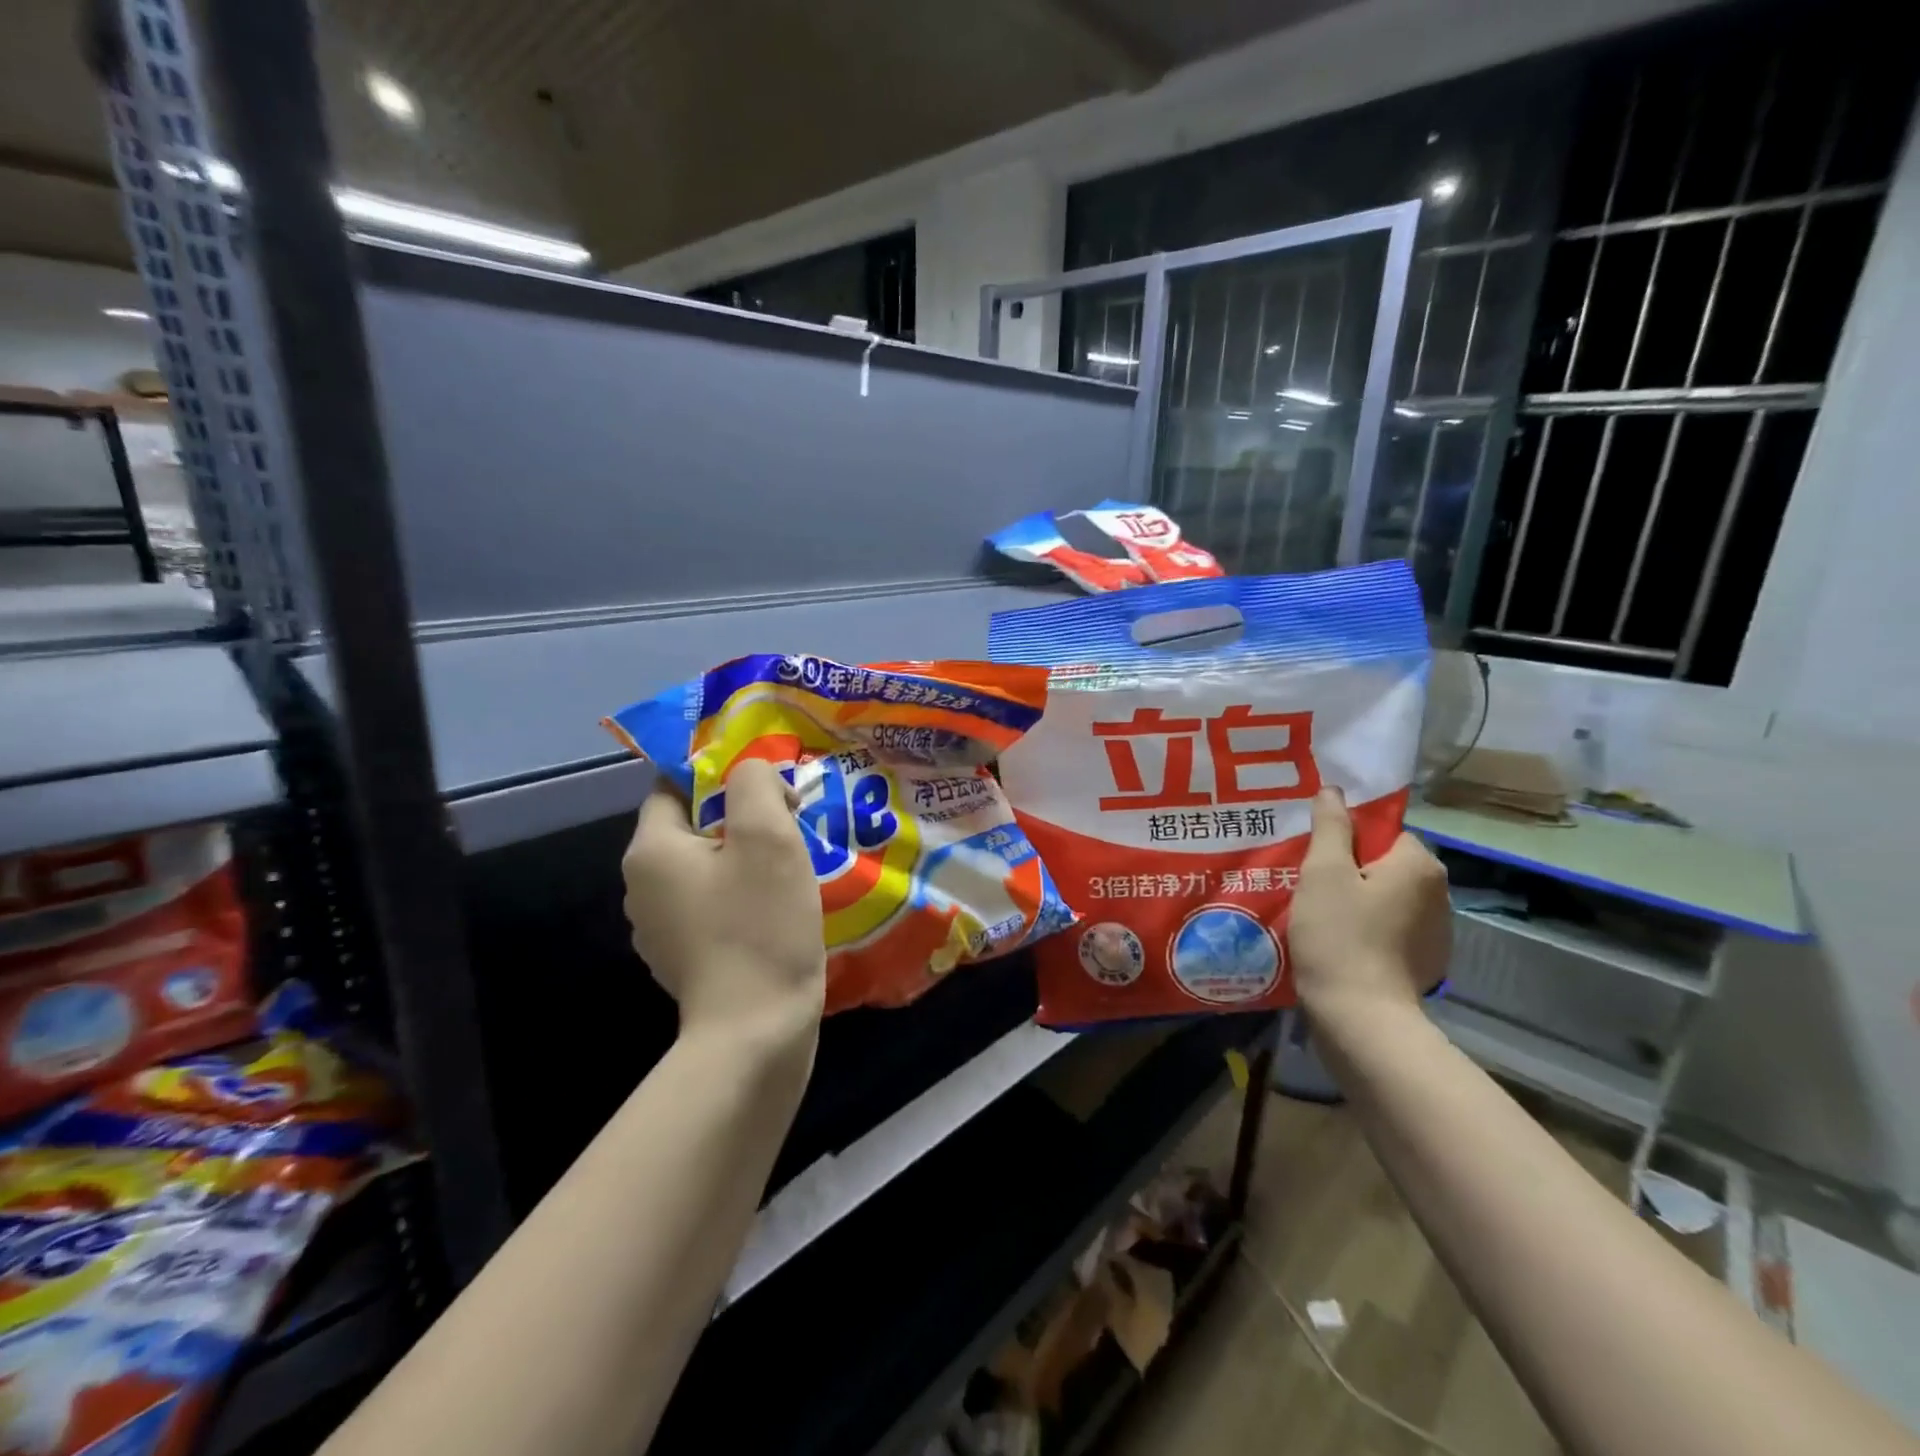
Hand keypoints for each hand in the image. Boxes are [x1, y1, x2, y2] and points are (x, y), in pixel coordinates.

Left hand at [623, 759, 825, 1052]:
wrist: (756, 1033)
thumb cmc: (760, 924)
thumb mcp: (767, 835)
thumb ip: (755, 783)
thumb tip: (753, 776)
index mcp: (651, 851)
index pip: (673, 786)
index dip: (721, 775)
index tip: (769, 785)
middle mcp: (643, 888)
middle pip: (692, 827)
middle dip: (741, 818)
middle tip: (792, 823)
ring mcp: (662, 930)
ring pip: (707, 869)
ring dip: (746, 859)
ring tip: (794, 865)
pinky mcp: (686, 960)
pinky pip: (714, 906)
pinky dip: (743, 897)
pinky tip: (779, 909)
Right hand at [1289, 788, 1450, 1032]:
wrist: (1361, 1017)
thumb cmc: (1339, 935)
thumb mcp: (1323, 872)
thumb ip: (1331, 827)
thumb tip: (1334, 791)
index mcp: (1419, 864)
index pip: (1382, 832)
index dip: (1346, 841)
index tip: (1315, 858)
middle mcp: (1439, 893)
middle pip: (1385, 864)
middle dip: (1350, 871)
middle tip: (1310, 885)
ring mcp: (1437, 932)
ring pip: (1388, 898)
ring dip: (1360, 901)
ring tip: (1321, 916)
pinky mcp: (1426, 962)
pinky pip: (1392, 929)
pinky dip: (1369, 930)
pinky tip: (1341, 944)